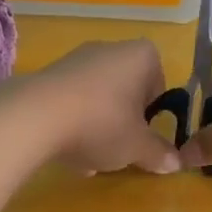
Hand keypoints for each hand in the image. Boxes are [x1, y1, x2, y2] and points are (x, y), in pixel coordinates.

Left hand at [24, 40, 182, 175]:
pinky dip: (72, 123)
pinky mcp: (47, 75)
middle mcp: (110, 49)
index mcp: (141, 56)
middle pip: (126, 89)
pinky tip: (67, 151)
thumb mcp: (138, 146)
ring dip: (97, 126)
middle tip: (120, 148)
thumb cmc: (103, 123)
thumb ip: (159, 153)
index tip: (145, 132)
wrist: (36, 116)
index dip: (154, 109)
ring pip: (97, 97)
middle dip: (124, 120)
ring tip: (90, 158)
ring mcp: (75, 59)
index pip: (159, 79)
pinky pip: (71, 101)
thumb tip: (175, 162)